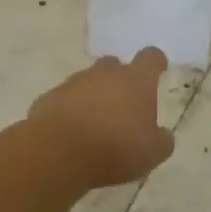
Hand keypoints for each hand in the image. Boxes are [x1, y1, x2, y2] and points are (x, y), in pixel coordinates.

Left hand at [26, 49, 175, 188]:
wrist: (59, 153)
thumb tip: (162, 135)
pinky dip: (70, 111)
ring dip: (93, 96)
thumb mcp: (152, 153)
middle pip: (114, 66)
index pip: (150, 58)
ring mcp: (73, 84)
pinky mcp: (48, 98)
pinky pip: (64, 100)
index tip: (159, 69)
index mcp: (136, 81)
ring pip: (87, 82)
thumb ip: (162, 140)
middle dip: (120, 80)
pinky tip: (71, 134)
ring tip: (95, 124)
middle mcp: (104, 74)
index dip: (155, 62)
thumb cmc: (116, 149)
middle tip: (123, 105)